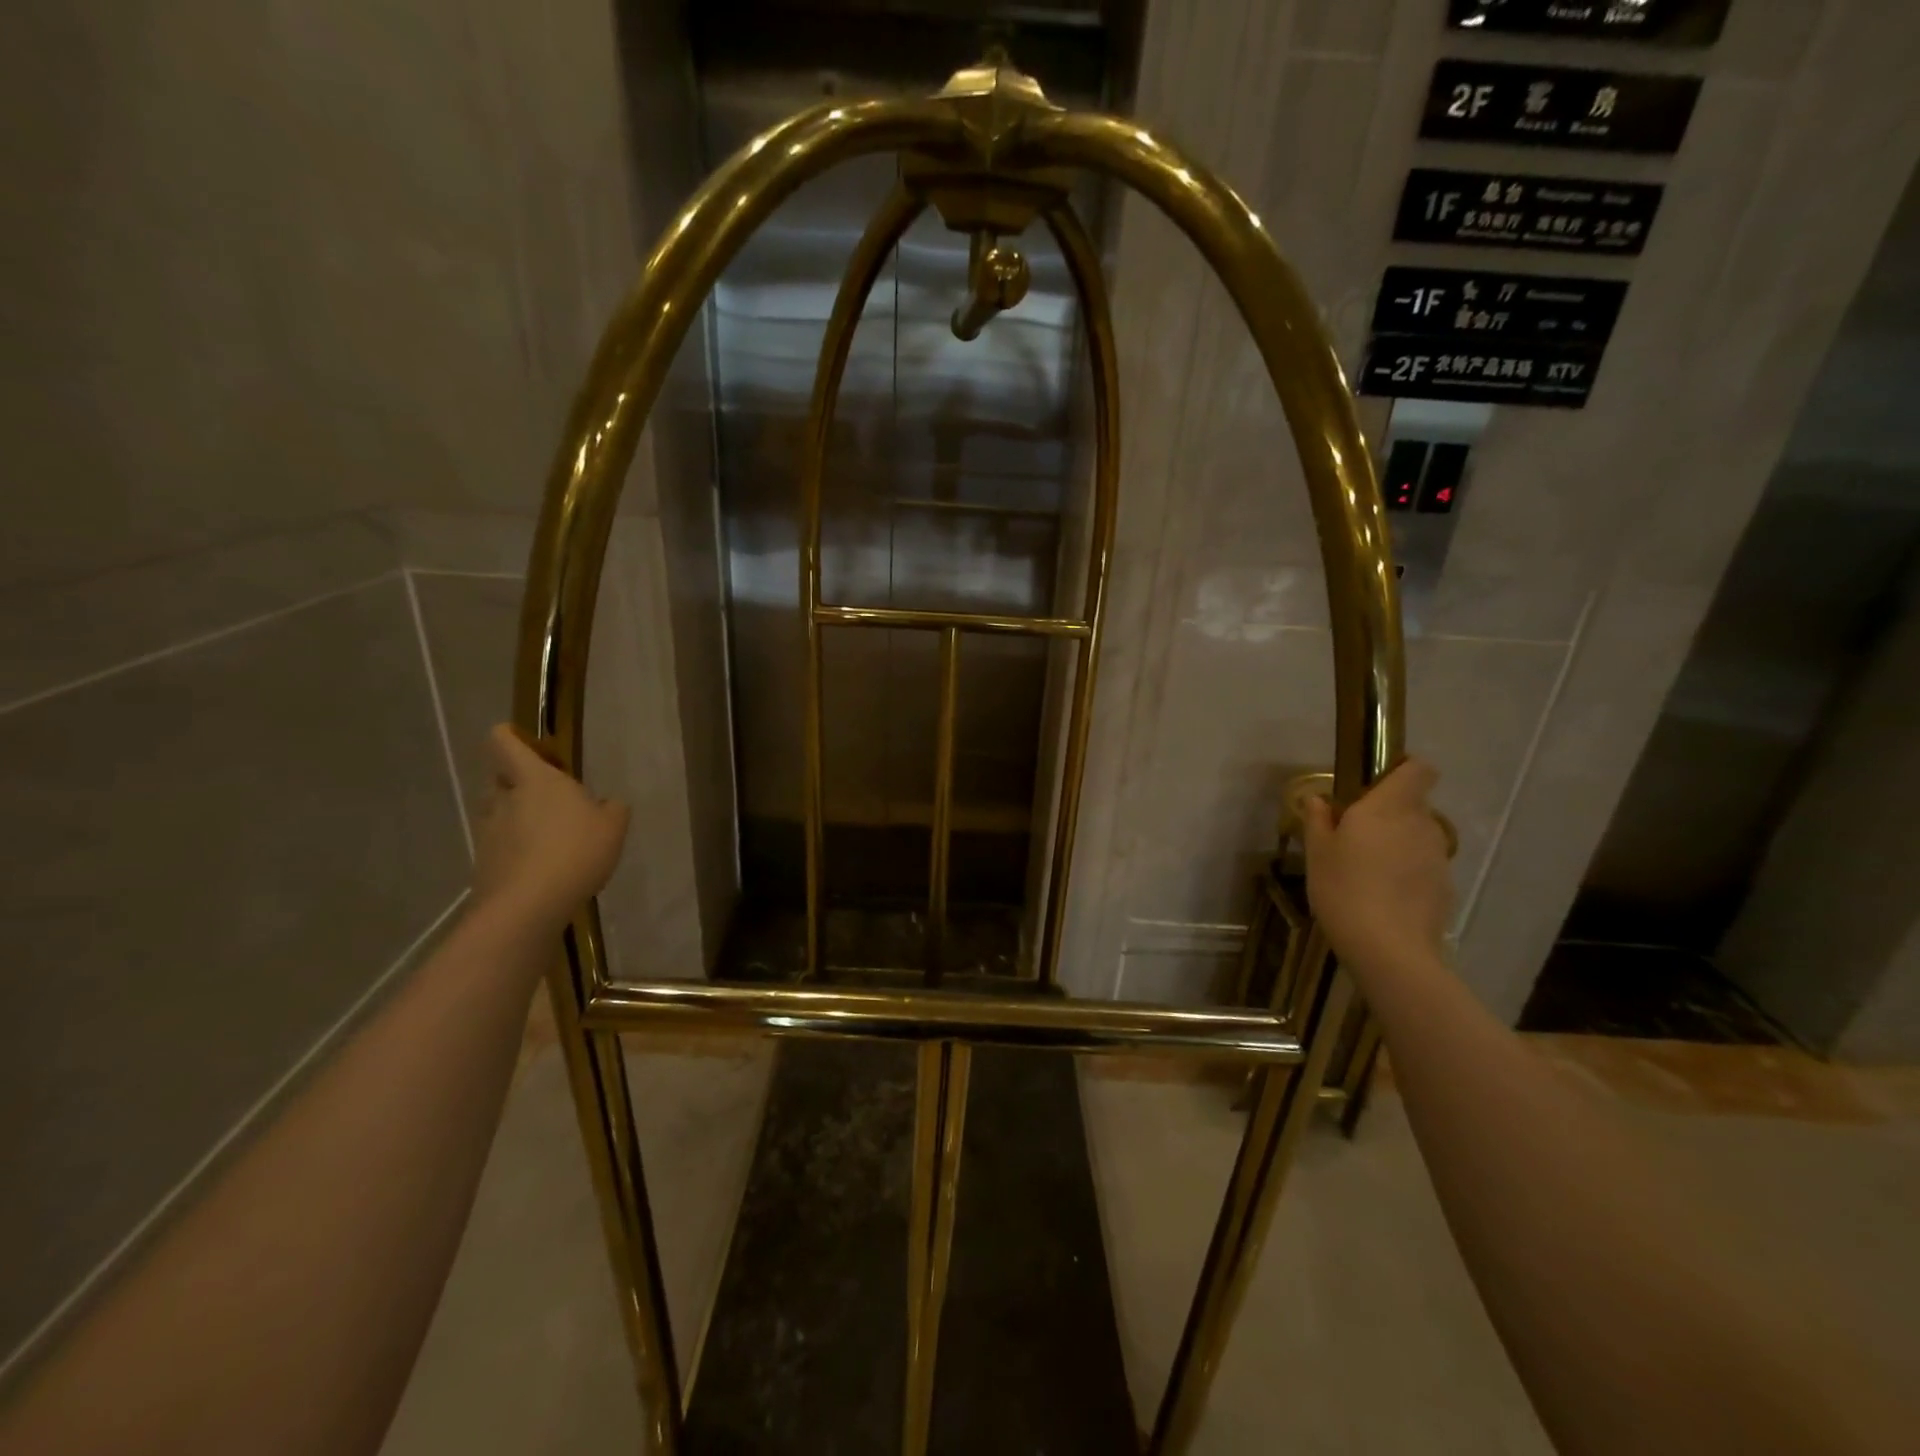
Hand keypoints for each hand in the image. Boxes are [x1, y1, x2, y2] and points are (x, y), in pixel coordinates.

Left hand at [471, 725, 629, 933]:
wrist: (528, 905)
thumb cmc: (576, 851)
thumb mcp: (614, 826)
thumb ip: (612, 809)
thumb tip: (607, 804)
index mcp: (535, 779)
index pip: (505, 742)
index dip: (512, 737)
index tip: (534, 748)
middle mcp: (505, 799)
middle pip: (499, 778)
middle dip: (518, 783)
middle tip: (549, 799)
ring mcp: (489, 832)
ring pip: (498, 813)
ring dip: (516, 818)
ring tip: (547, 837)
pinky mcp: (483, 863)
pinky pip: (499, 846)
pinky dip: (515, 850)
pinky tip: (542, 868)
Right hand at [1301, 757, 1452, 971]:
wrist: (1389, 949)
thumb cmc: (1344, 889)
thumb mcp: (1317, 853)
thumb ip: (1319, 820)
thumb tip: (1318, 800)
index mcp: (1389, 807)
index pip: (1417, 769)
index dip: (1401, 768)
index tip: (1374, 782)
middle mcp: (1420, 823)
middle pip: (1412, 803)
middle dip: (1387, 813)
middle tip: (1353, 835)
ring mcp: (1436, 856)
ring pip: (1416, 836)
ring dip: (1395, 843)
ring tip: (1365, 870)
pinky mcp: (1444, 885)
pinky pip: (1421, 865)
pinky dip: (1405, 871)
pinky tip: (1381, 896)